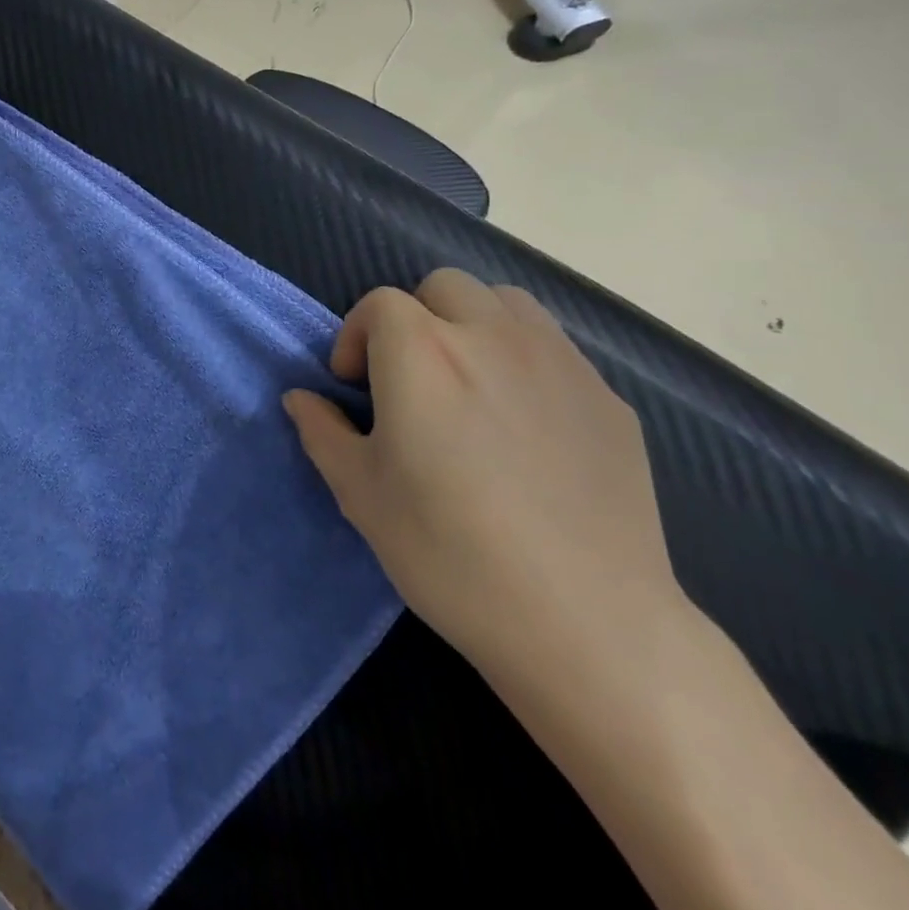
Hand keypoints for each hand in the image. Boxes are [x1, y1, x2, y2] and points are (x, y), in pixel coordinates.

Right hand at [283, 269, 684, 686]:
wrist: (585, 623)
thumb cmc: (449, 553)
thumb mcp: (360, 494)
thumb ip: (322, 431)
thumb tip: (301, 398)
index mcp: (422, 353)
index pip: (379, 304)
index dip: (356, 338)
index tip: (355, 389)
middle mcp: (491, 337)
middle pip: (443, 287)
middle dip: (414, 318)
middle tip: (409, 380)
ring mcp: (559, 363)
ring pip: (505, 302)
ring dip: (472, 324)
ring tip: (467, 384)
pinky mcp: (607, 398)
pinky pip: (554, 348)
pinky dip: (524, 360)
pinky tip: (525, 425)